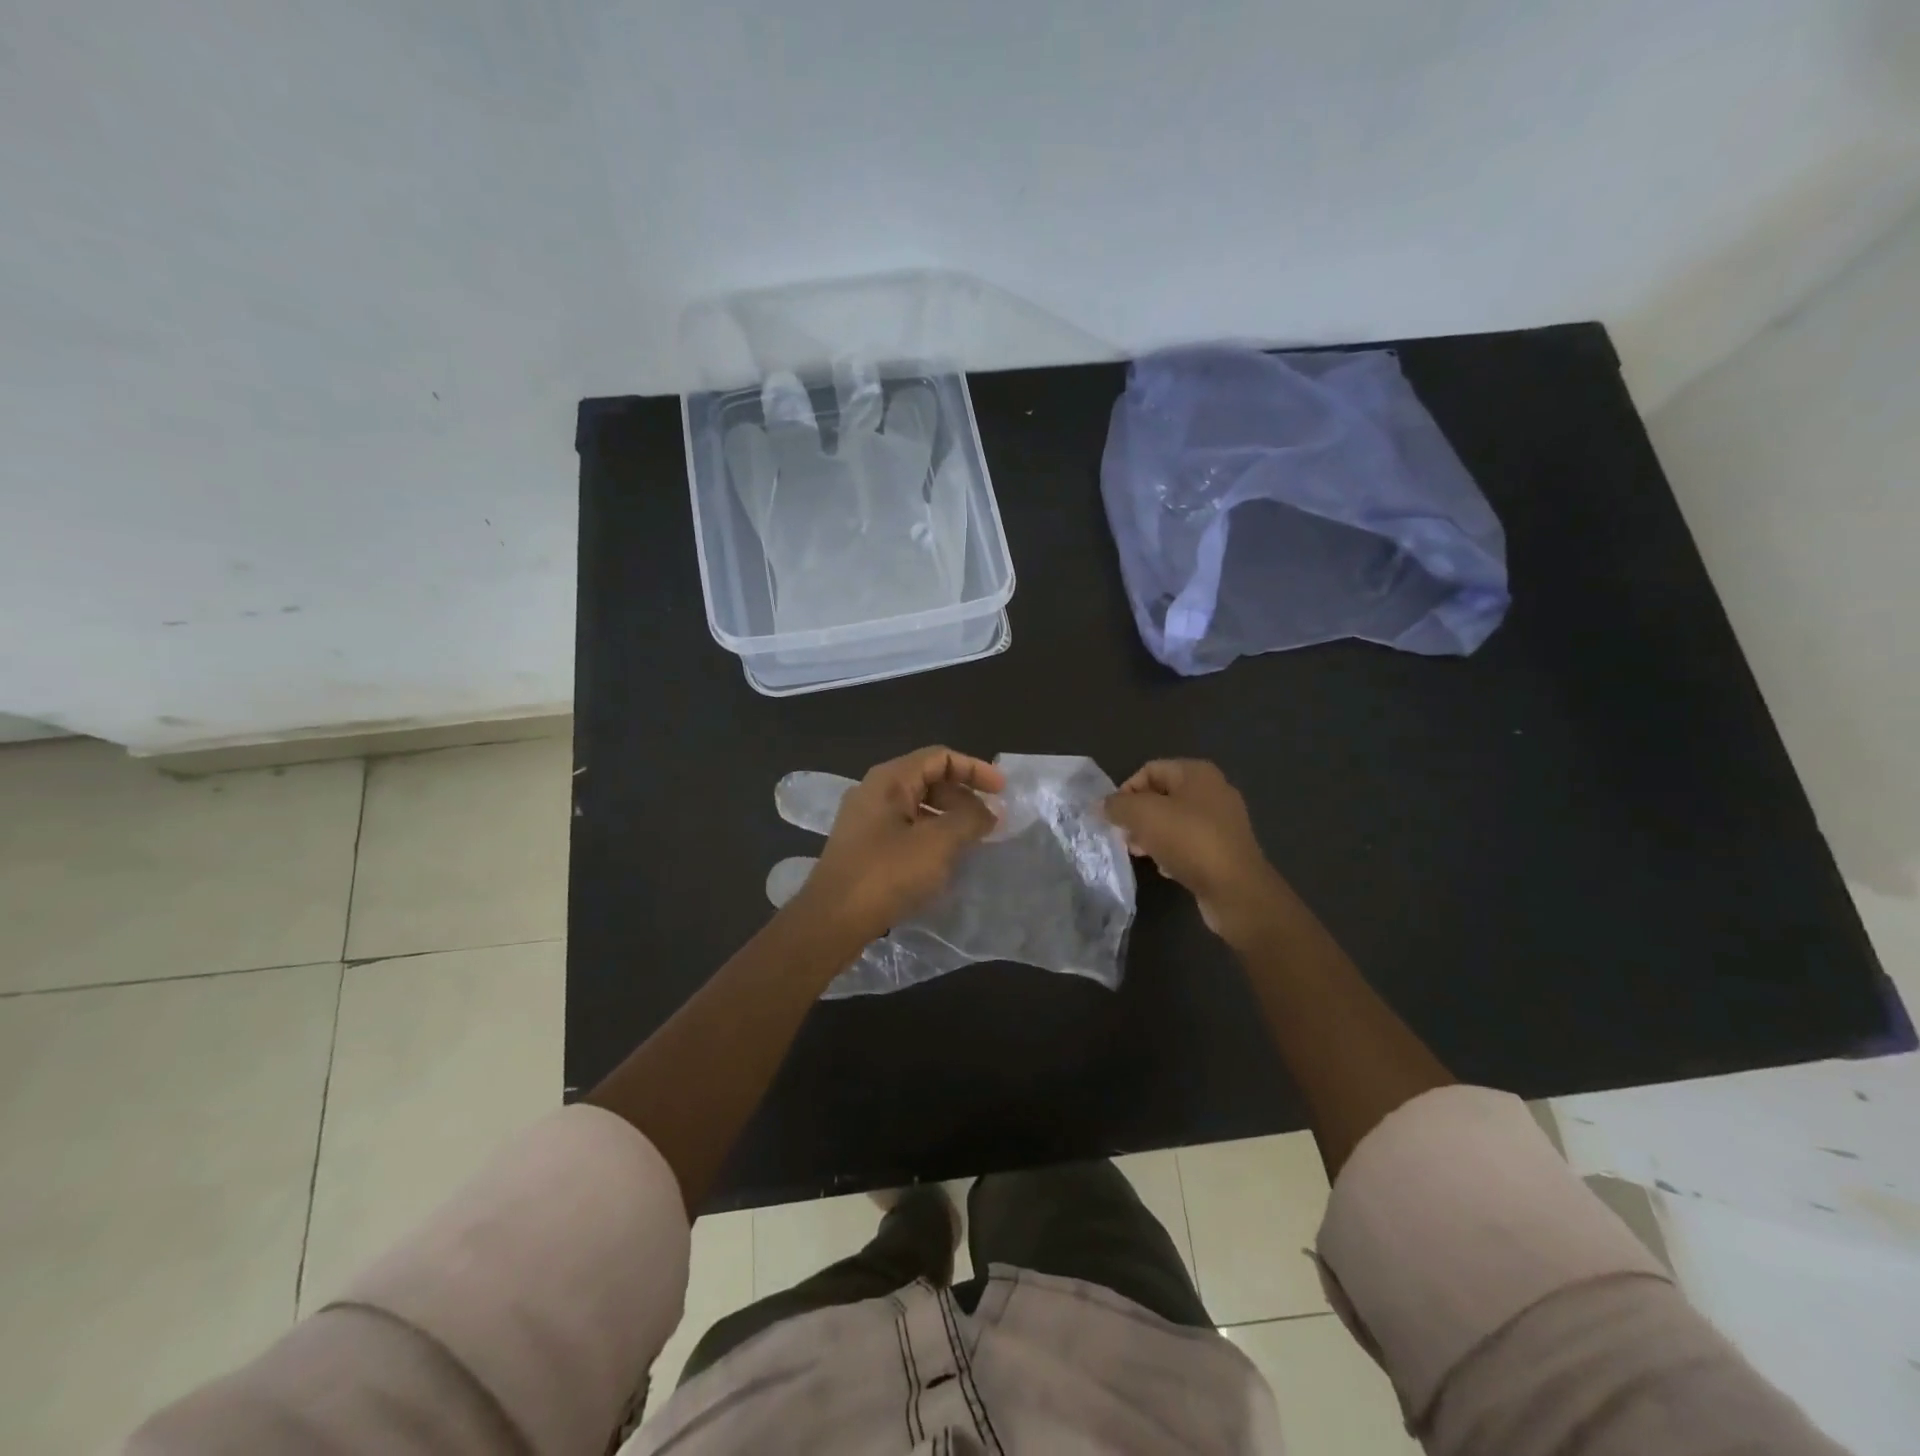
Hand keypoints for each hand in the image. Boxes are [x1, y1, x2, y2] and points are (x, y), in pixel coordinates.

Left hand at [789, 746, 1004, 945]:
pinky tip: (944, 862)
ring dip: (949, 819)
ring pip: (917, 807)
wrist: (831, 921)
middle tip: (989, 822)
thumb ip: (969, 819)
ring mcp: (865, 821)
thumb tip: (988, 811)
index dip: (975, 769)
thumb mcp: (938, 843)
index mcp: (889, 779)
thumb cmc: (886, 874)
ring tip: (972, 843)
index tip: (1002, 792)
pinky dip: (931, 837)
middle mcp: (874, 792)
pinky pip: (905, 830)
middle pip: (928, 779)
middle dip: (963, 796)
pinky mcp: (863, 848)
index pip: (940, 757)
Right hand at [1103, 759, 1288, 944]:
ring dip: (1151, 835)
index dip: (1126, 791)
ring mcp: (1222, 821)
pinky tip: (1164, 868)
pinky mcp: (1225, 849)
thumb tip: (1102, 805)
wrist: (1236, 889)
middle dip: (1137, 815)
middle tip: (1125, 837)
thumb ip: (1117, 805)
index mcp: (1197, 773)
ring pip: (1173, 821)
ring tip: (1140, 853)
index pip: (1149, 770)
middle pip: (1161, 796)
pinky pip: (1188, 843)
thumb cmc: (1189, 841)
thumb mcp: (1143, 815)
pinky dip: (1172, 852)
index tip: (1114, 817)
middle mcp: (1213, 790)